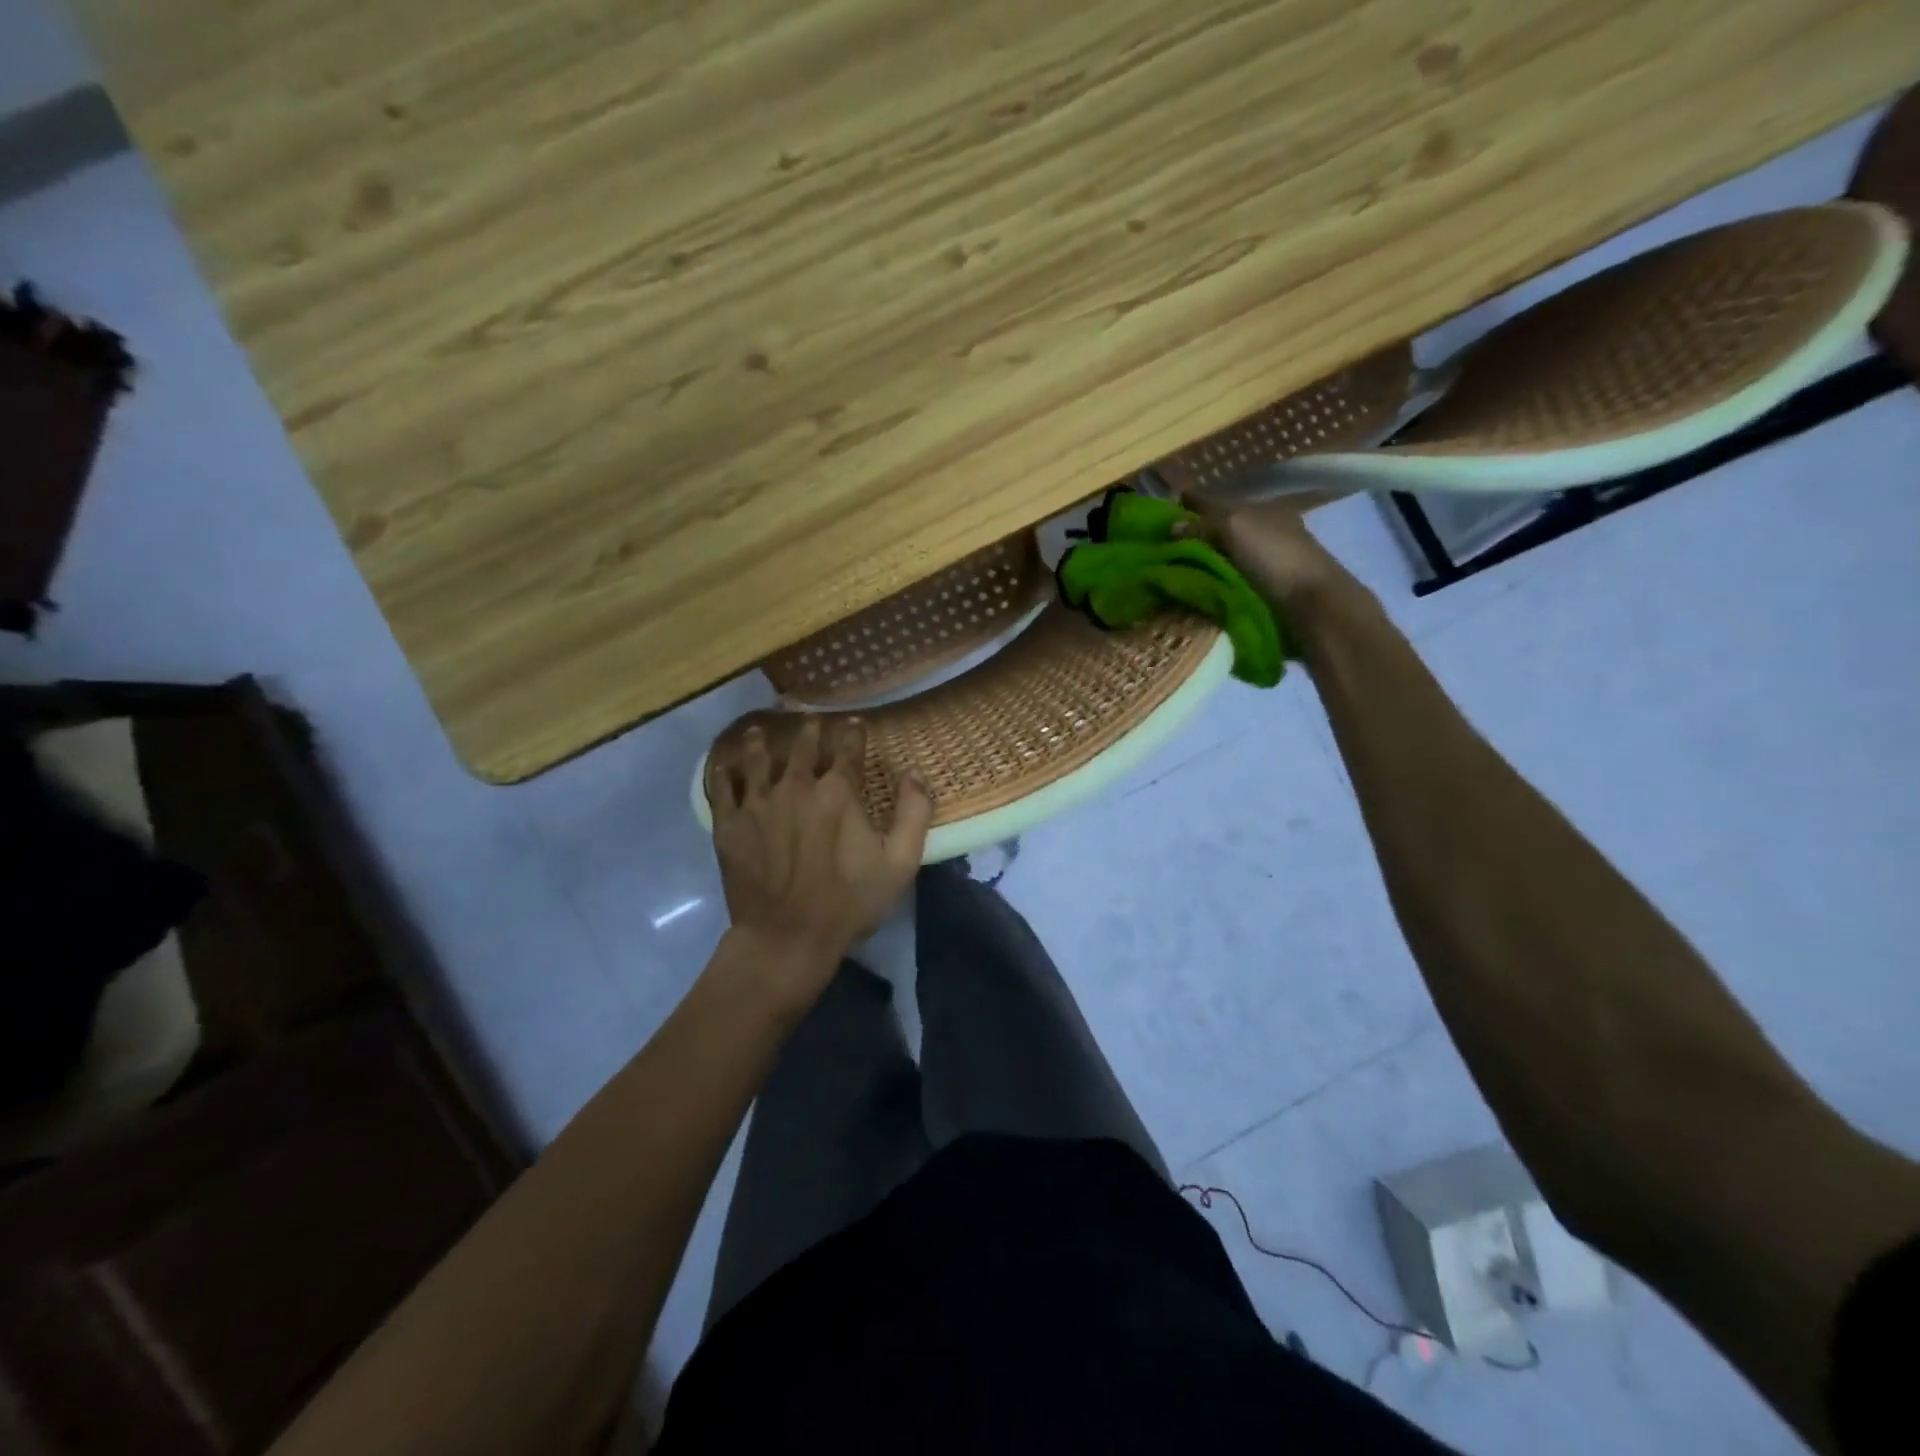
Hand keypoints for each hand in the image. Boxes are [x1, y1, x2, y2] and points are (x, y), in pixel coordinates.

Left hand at [706, 715, 932, 1005]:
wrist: (786, 938)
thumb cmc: (848, 902)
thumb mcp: (899, 863)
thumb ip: (914, 813)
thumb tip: (914, 772)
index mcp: (837, 792)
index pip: (847, 748)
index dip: (852, 732)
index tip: (853, 722)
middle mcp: (796, 786)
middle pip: (802, 747)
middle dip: (809, 731)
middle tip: (810, 721)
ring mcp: (758, 803)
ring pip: (757, 759)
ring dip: (761, 742)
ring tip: (758, 732)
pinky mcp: (729, 824)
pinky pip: (723, 787)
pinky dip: (724, 772)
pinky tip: (724, 766)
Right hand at [1178, 493, 1359, 616]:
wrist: (1312, 604)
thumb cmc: (1275, 557)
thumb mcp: (1236, 529)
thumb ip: (1204, 525)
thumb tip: (1171, 527)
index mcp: (1261, 511)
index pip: (1218, 502)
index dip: (1193, 503)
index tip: (1164, 508)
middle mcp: (1264, 532)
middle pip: (1221, 529)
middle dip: (1195, 533)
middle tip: (1162, 544)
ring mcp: (1266, 563)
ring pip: (1225, 555)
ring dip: (1202, 560)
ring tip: (1172, 568)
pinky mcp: (1264, 592)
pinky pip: (1228, 580)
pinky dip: (1212, 580)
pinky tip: (1195, 586)